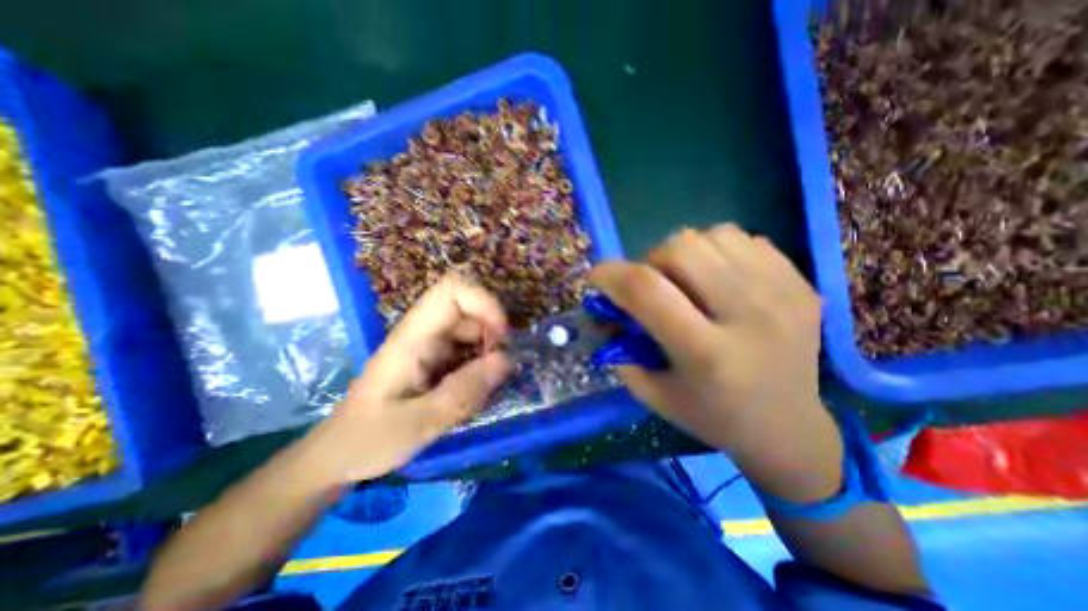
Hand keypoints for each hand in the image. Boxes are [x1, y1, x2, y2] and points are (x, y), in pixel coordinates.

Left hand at [305, 275, 509, 482]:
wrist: (341, 455)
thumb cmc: (370, 438)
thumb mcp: (418, 423)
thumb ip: (462, 392)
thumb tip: (506, 359)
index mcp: (414, 336)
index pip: (452, 290)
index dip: (484, 302)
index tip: (501, 337)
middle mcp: (425, 332)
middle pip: (470, 308)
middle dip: (494, 332)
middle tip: (500, 368)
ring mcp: (432, 345)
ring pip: (474, 329)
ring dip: (490, 350)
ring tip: (490, 384)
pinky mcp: (437, 360)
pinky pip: (470, 349)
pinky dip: (483, 364)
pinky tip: (479, 389)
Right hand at [591, 225, 844, 500]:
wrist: (789, 428)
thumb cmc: (712, 416)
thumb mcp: (652, 393)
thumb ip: (620, 348)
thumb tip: (604, 309)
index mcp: (706, 352)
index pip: (647, 290)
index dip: (611, 274)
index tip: (597, 277)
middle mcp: (748, 315)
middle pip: (681, 248)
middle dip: (651, 261)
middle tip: (653, 285)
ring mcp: (781, 293)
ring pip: (712, 235)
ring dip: (684, 253)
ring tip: (687, 281)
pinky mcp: (800, 282)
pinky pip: (744, 238)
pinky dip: (718, 251)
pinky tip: (719, 280)